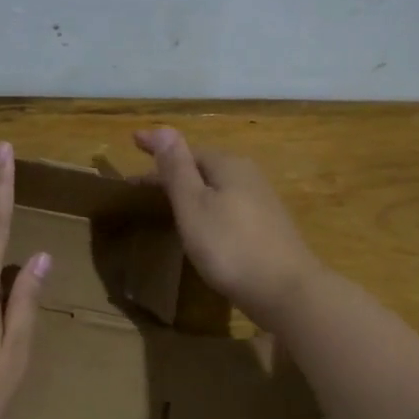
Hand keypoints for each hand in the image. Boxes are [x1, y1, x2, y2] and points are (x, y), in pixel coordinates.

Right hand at [133, 127, 322, 326]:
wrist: (286, 291)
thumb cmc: (230, 246)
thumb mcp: (194, 205)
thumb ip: (177, 168)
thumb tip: (163, 128)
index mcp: (228, 165)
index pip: (186, 149)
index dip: (158, 148)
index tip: (133, 141)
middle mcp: (248, 175)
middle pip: (203, 167)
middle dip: (174, 171)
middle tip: (142, 184)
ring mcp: (262, 201)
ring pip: (217, 187)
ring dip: (191, 190)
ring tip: (167, 202)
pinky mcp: (267, 227)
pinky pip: (228, 205)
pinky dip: (207, 207)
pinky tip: (202, 225)